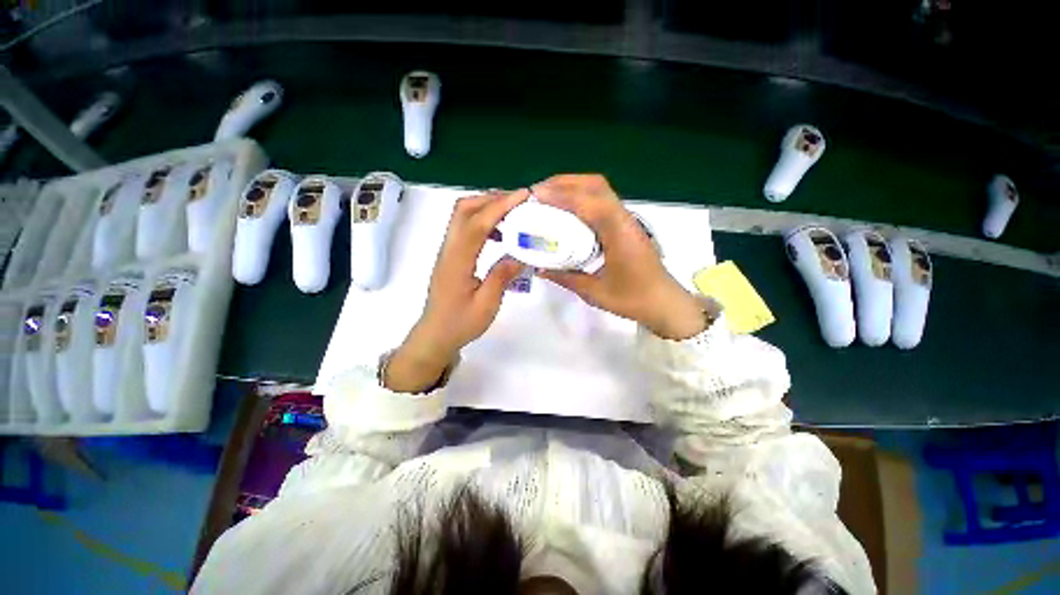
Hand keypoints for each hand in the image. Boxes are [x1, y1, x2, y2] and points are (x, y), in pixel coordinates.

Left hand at [385, 190, 528, 391]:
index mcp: (457, 261)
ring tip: (513, 214)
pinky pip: (466, 229)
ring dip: (486, 208)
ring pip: (463, 216)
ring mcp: (448, 251)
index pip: (477, 224)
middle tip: (518, 201)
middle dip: (491, 199)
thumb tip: (520, 255)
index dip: (499, 206)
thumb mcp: (486, 305)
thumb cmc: (460, 324)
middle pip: (463, 210)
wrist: (435, 335)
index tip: (523, 196)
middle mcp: (449, 250)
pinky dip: (483, 223)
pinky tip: (500, 235)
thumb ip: (502, 277)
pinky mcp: (452, 256)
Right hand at [532, 174, 706, 339]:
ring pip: (599, 190)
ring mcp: (626, 219)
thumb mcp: (595, 293)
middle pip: (595, 185)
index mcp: (619, 234)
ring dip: (572, 187)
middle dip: (564, 183)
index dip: (561, 196)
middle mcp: (624, 219)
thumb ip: (566, 278)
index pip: (590, 203)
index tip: (536, 197)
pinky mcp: (624, 224)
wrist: (664, 302)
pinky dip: (581, 198)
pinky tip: (566, 211)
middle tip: (538, 193)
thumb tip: (540, 268)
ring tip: (548, 197)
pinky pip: (601, 202)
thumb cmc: (633, 299)